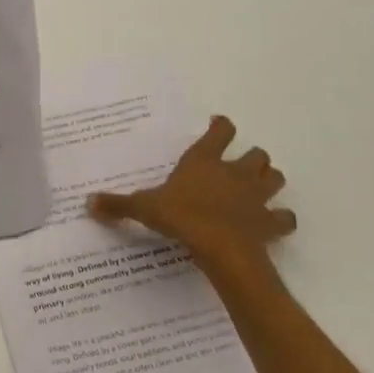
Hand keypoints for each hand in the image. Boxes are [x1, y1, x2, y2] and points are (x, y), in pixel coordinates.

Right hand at [88, 116, 295, 286]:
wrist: (220, 247)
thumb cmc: (181, 217)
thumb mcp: (144, 208)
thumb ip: (119, 205)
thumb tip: (88, 202)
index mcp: (204, 162)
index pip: (220, 132)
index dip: (221, 126)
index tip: (219, 125)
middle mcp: (234, 173)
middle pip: (257, 154)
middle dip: (252, 158)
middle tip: (240, 166)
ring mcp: (256, 197)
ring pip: (275, 177)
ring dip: (269, 180)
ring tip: (259, 188)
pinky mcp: (270, 222)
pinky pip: (285, 217)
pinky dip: (281, 219)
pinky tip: (274, 223)